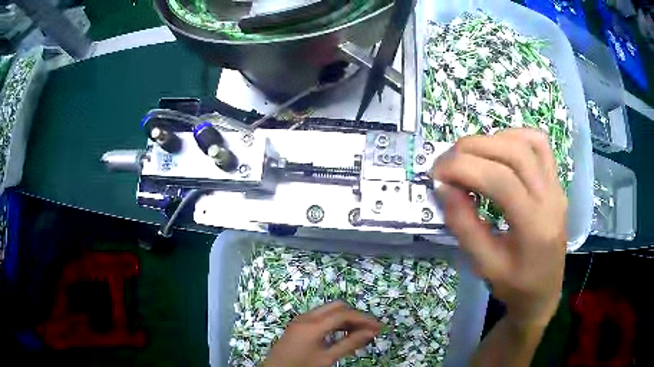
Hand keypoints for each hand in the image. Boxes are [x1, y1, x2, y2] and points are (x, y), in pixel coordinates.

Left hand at [263, 301, 381, 366]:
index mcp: (313, 325)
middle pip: (337, 307)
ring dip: (346, 318)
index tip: (379, 327)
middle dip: (355, 316)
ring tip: (360, 332)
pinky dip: (335, 322)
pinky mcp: (299, 324)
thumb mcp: (327, 358)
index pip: (344, 314)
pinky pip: (321, 317)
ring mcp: (301, 319)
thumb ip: (349, 344)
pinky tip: (343, 333)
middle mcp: (307, 317)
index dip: (364, 319)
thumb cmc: (301, 366)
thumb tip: (371, 333)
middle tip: (369, 329)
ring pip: (329, 311)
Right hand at [431, 128, 565, 326]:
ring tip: (469, 157)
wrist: (544, 291)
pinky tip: (497, 152)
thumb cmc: (515, 286)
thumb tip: (443, 187)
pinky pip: (539, 145)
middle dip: (473, 148)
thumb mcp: (484, 265)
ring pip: (527, 142)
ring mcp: (557, 186)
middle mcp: (551, 198)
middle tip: (446, 163)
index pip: (500, 180)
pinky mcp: (556, 181)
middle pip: (514, 152)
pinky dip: (513, 138)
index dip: (464, 168)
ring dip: (492, 140)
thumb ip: (464, 225)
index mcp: (535, 227)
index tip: (436, 174)